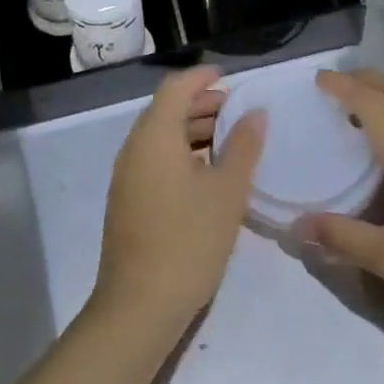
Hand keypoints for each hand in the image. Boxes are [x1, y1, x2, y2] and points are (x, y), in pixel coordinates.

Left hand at [92, 65, 265, 339]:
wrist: (138, 307)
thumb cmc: (188, 241)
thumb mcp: (226, 192)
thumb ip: (243, 147)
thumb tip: (255, 113)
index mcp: (155, 136)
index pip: (176, 87)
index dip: (202, 76)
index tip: (230, 77)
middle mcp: (135, 147)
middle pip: (167, 109)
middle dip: (202, 103)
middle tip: (238, 110)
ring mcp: (127, 175)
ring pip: (162, 136)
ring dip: (193, 129)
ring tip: (231, 139)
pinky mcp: (128, 199)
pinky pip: (156, 158)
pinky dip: (182, 152)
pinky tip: (209, 173)